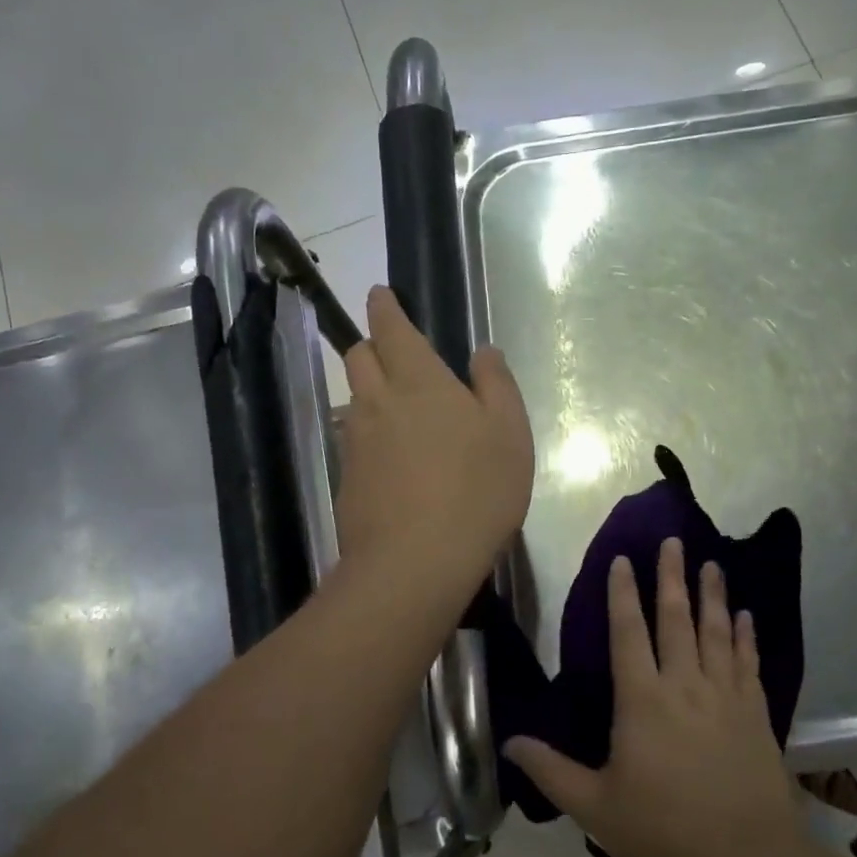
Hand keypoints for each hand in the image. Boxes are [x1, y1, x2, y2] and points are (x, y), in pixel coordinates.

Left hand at [335, 286, 533, 593]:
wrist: (416, 561)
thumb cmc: (477, 489)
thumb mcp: (509, 432)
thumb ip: (496, 384)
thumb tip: (482, 351)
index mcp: (419, 379)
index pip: (391, 327)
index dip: (384, 307)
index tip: (380, 295)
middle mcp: (378, 401)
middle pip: (359, 357)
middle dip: (371, 344)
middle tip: (392, 352)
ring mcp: (356, 441)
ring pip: (354, 399)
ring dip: (368, 391)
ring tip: (395, 408)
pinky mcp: (346, 478)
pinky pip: (353, 440)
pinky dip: (367, 434)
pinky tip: (389, 458)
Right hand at [507, 540, 804, 856]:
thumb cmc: (663, 829)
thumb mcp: (595, 806)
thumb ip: (551, 770)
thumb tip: (510, 742)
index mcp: (642, 700)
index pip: (628, 633)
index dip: (623, 594)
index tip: (623, 560)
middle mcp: (684, 685)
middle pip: (676, 619)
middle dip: (672, 577)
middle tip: (674, 541)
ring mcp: (725, 695)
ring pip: (716, 632)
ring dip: (713, 595)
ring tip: (712, 564)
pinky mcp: (756, 712)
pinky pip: (749, 662)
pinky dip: (745, 636)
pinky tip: (746, 617)